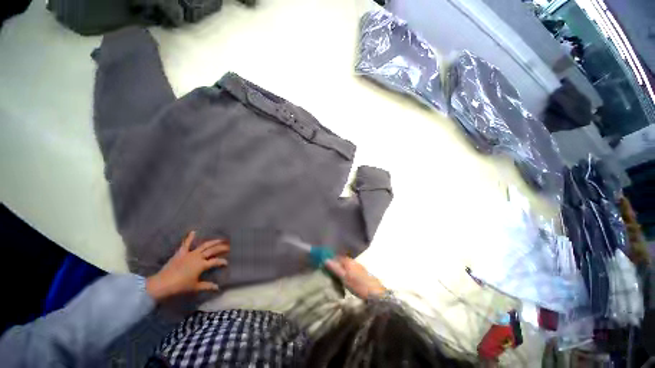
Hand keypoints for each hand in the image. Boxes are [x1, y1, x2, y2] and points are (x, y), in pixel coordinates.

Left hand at [146, 231, 228, 301]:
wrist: (162, 284)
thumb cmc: (180, 286)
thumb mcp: (195, 287)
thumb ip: (207, 286)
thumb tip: (217, 287)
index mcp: (202, 265)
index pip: (216, 261)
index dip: (222, 261)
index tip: (227, 262)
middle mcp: (198, 257)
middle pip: (212, 250)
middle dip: (221, 248)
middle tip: (228, 246)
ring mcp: (190, 254)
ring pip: (204, 245)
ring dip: (212, 242)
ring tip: (220, 239)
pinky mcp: (181, 253)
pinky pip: (186, 244)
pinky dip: (190, 237)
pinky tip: (194, 231)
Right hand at [324, 256, 385, 299]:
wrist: (376, 293)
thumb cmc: (358, 285)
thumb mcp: (344, 278)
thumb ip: (335, 269)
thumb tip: (326, 260)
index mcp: (349, 261)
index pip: (338, 257)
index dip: (332, 259)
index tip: (326, 265)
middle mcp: (354, 262)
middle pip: (343, 260)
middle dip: (337, 263)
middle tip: (330, 271)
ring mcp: (359, 267)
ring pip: (348, 265)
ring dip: (342, 268)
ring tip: (337, 275)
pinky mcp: (363, 273)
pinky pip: (352, 269)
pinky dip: (348, 271)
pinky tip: (347, 278)